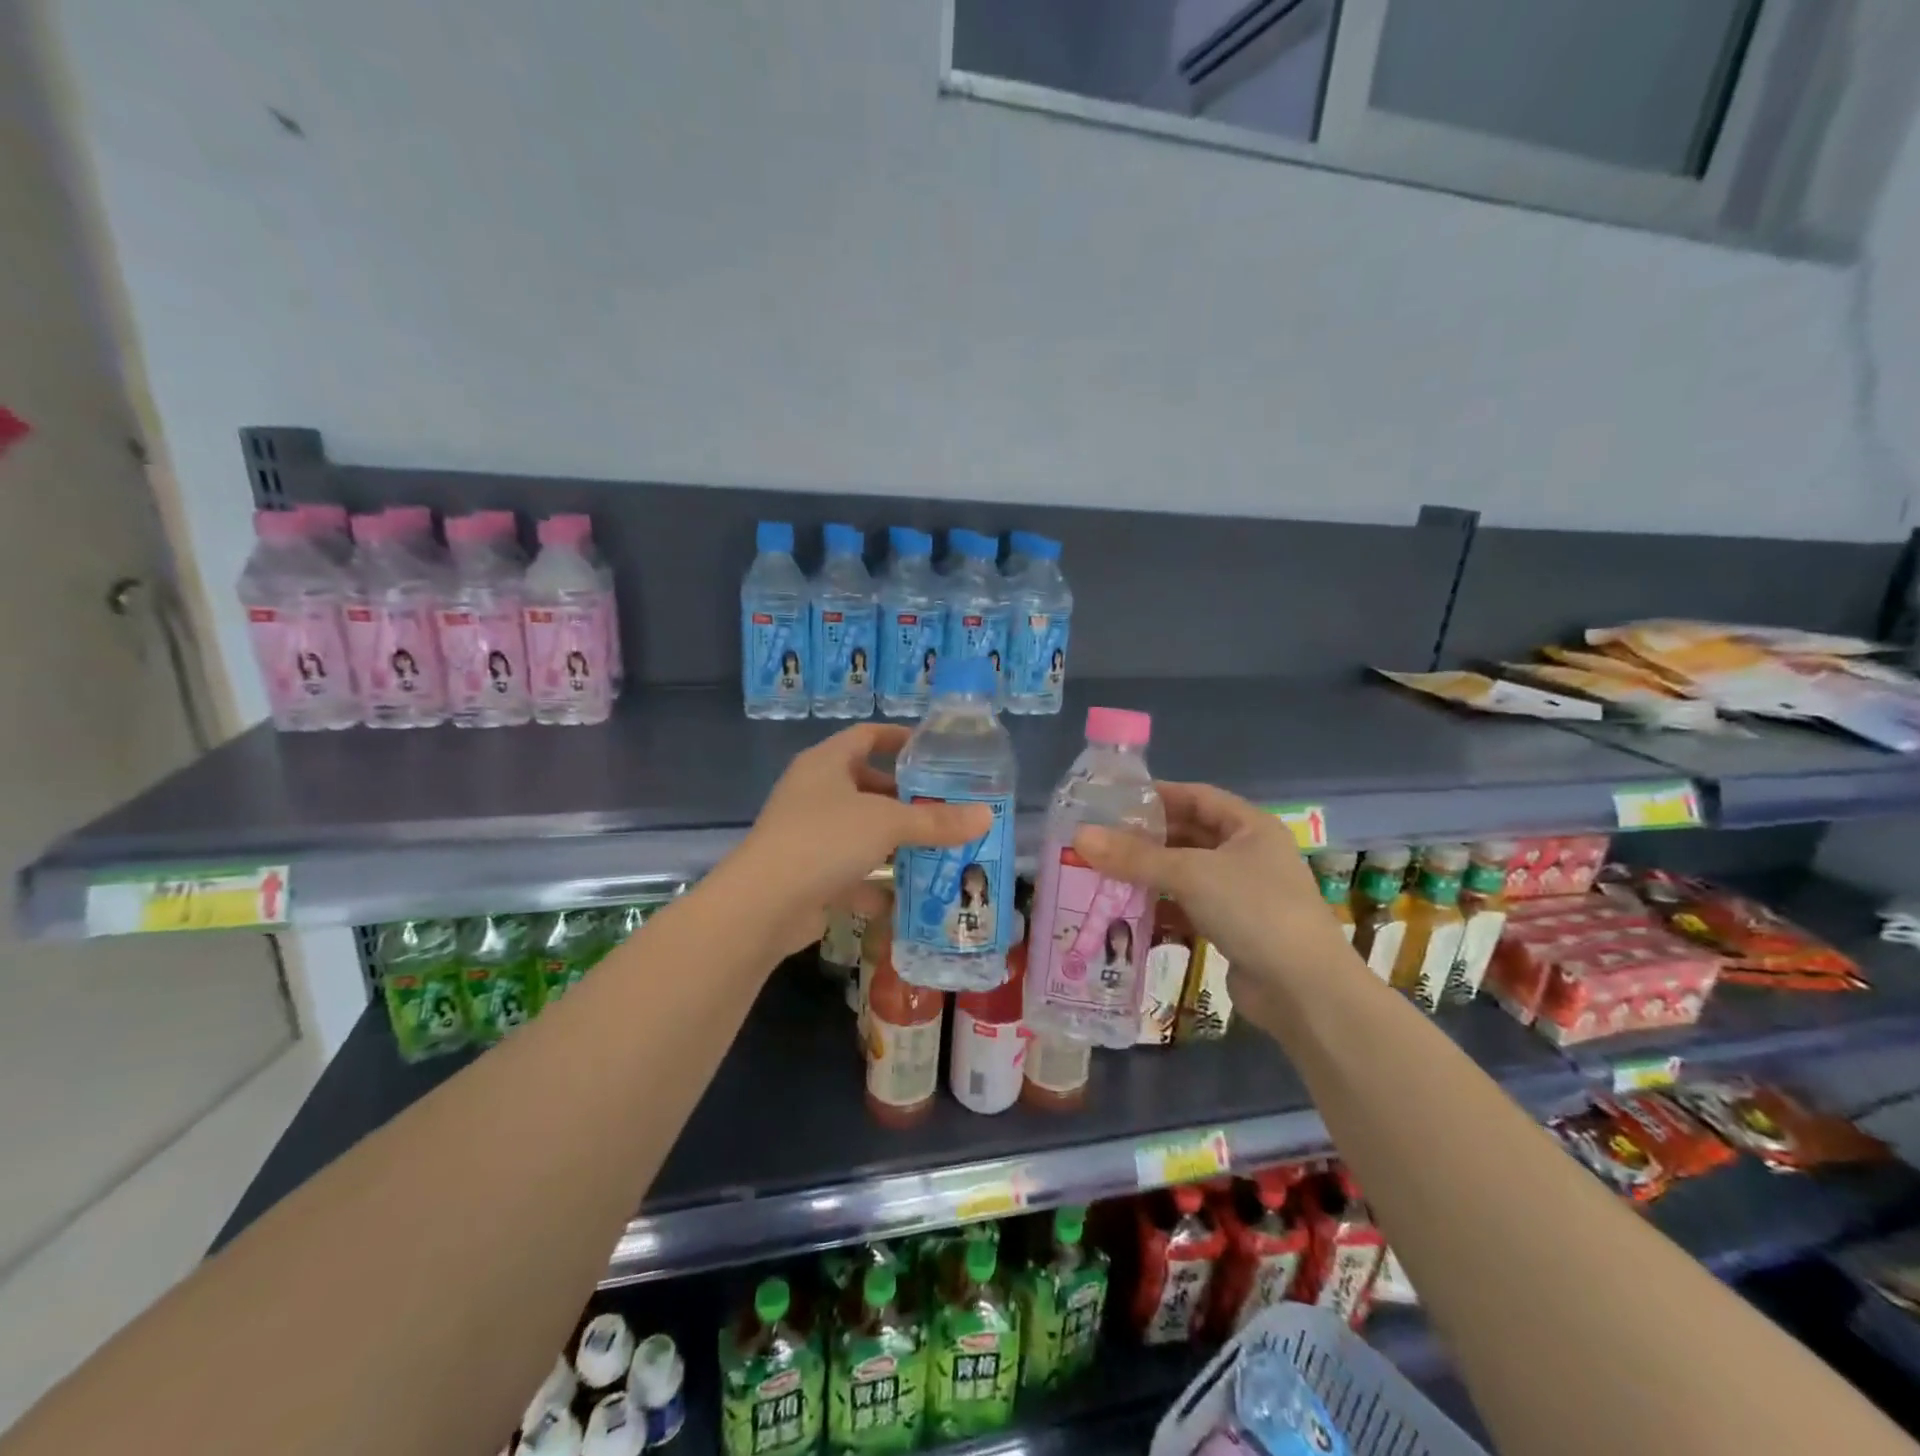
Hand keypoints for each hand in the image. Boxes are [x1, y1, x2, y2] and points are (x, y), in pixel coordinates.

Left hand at [728, 724, 991, 955]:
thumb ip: (936, 821)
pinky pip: (849, 871)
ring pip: (860, 831)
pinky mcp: (806, 874)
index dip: (898, 738)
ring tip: (937, 849)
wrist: (763, 905)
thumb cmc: (825, 840)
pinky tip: (905, 896)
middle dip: (904, 799)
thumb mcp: (887, 824)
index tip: (933, 750)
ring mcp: (807, 835)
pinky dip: (875, 881)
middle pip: (866, 786)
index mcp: (826, 763)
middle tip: (945, 807)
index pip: (866, 735)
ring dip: (894, 842)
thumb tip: (985, 816)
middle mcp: (814, 793)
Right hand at [1072, 782, 1357, 1022]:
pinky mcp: (1234, 928)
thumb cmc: (1254, 911)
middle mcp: (1249, 854)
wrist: (1304, 991)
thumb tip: (1079, 836)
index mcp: (1250, 827)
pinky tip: (1129, 913)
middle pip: (1189, 835)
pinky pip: (1190, 907)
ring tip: (1104, 874)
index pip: (1197, 796)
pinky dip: (1163, 907)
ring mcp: (1243, 893)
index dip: (1158, 795)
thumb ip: (1135, 856)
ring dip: (1150, 875)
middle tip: (1101, 840)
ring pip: (1187, 873)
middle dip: (1147, 839)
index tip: (1114, 800)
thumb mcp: (1191, 874)